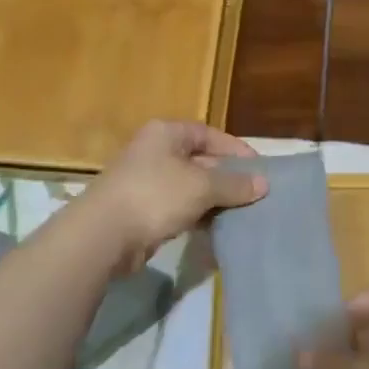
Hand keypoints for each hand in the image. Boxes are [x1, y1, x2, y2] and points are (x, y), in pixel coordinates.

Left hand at [80, 121, 264, 270]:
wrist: (104, 235)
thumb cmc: (155, 196)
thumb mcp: (202, 186)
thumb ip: (234, 184)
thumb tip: (264, 184)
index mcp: (166, 133)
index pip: (209, 134)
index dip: (235, 149)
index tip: (259, 168)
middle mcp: (155, 151)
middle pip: (200, 159)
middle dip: (227, 176)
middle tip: (255, 194)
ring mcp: (146, 181)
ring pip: (190, 185)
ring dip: (214, 198)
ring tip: (242, 212)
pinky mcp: (142, 209)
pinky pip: (178, 206)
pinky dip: (197, 214)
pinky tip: (216, 227)